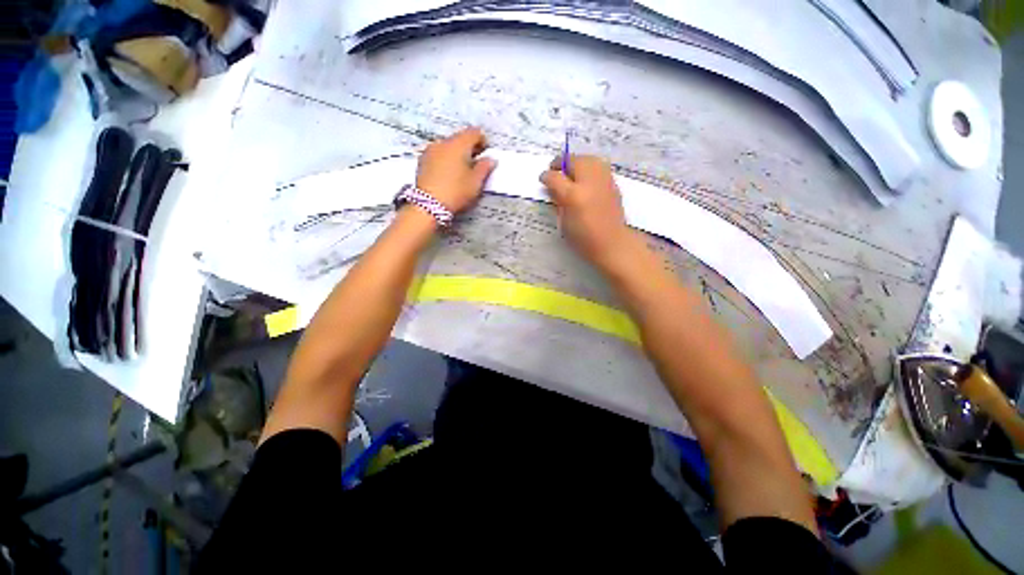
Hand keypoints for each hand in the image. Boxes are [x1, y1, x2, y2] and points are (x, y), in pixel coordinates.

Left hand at [416, 127, 496, 213]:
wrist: (428, 205)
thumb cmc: (456, 192)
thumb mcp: (476, 182)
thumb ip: (485, 167)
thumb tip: (490, 159)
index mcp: (459, 144)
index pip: (474, 132)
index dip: (483, 140)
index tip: (486, 152)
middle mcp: (443, 142)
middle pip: (460, 138)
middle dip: (469, 148)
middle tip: (476, 163)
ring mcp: (430, 150)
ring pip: (447, 146)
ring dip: (456, 154)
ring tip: (462, 171)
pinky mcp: (422, 161)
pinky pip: (438, 154)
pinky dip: (445, 160)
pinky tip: (448, 174)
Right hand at [540, 155, 633, 267]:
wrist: (611, 243)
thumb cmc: (583, 238)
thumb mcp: (564, 222)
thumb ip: (558, 202)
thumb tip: (553, 189)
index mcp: (573, 195)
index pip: (555, 178)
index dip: (546, 177)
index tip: (543, 179)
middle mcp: (589, 183)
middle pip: (573, 161)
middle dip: (561, 163)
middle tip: (555, 169)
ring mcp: (603, 181)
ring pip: (588, 159)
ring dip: (577, 162)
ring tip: (570, 170)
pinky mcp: (613, 183)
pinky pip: (599, 167)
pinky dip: (589, 167)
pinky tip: (585, 178)